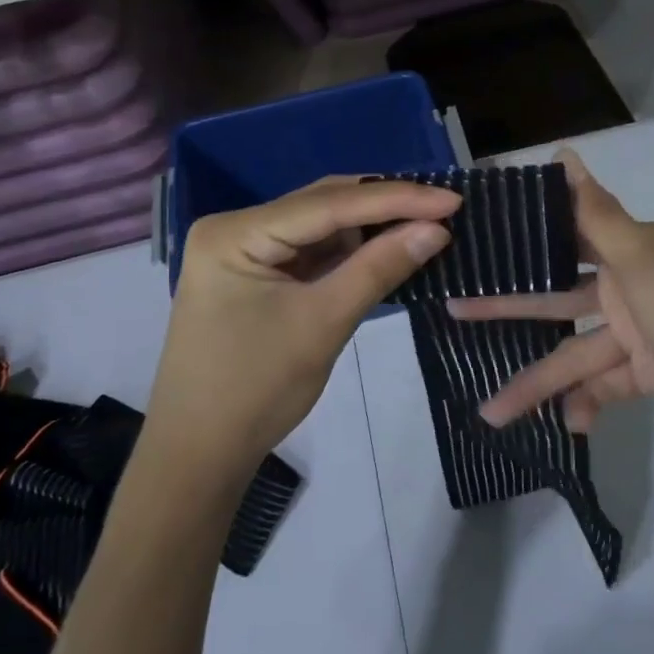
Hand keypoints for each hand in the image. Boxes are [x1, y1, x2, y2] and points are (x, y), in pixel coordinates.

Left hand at [146, 177, 458, 486]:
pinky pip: (313, 250)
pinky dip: (352, 250)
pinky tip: (390, 245)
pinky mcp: (258, 273)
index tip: (451, 199)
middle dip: (384, 206)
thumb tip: (437, 230)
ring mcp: (245, 250)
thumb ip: (379, 269)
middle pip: (322, 205)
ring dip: (371, 226)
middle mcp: (236, 228)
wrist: (202, 454)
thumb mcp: (323, 323)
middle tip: (445, 206)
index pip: (327, 204)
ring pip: (321, 225)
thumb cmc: (256, 390)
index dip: (394, 199)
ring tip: (428, 221)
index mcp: (235, 233)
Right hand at [449, 149, 653, 488]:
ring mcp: (650, 333)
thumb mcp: (647, 266)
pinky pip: (608, 385)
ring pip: (579, 351)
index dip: (525, 234)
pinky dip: (586, 403)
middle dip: (512, 309)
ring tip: (491, 411)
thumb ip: (599, 214)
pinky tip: (566, 423)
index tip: (478, 237)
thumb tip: (565, 152)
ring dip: (540, 381)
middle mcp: (641, 284)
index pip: (568, 232)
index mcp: (638, 250)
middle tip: (455, 313)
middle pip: (562, 295)